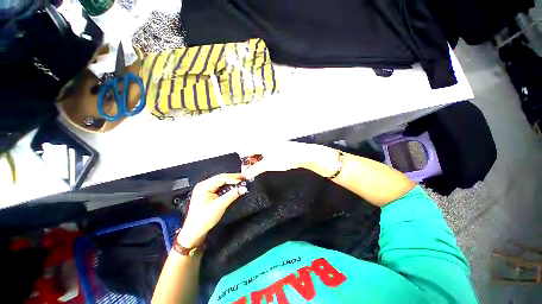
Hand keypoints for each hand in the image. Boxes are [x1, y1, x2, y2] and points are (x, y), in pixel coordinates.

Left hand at [177, 173, 247, 247]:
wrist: (194, 232)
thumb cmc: (203, 219)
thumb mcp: (220, 206)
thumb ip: (232, 195)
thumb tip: (243, 188)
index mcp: (204, 186)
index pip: (222, 178)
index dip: (234, 178)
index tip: (243, 178)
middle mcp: (203, 185)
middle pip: (221, 179)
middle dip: (233, 179)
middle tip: (243, 179)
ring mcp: (205, 189)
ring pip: (221, 182)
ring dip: (230, 183)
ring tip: (240, 183)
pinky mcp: (207, 194)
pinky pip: (219, 187)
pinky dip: (227, 187)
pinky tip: (233, 188)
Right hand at [240, 141, 336, 178]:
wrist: (301, 154)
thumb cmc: (284, 157)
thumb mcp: (267, 165)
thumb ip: (255, 170)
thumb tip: (245, 174)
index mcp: (260, 143)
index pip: (246, 152)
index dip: (245, 163)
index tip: (246, 172)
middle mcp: (264, 141)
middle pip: (252, 152)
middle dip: (250, 162)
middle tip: (252, 172)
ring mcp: (270, 144)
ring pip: (259, 153)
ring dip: (257, 162)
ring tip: (259, 170)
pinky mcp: (276, 147)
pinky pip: (265, 153)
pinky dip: (263, 160)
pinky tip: (265, 165)